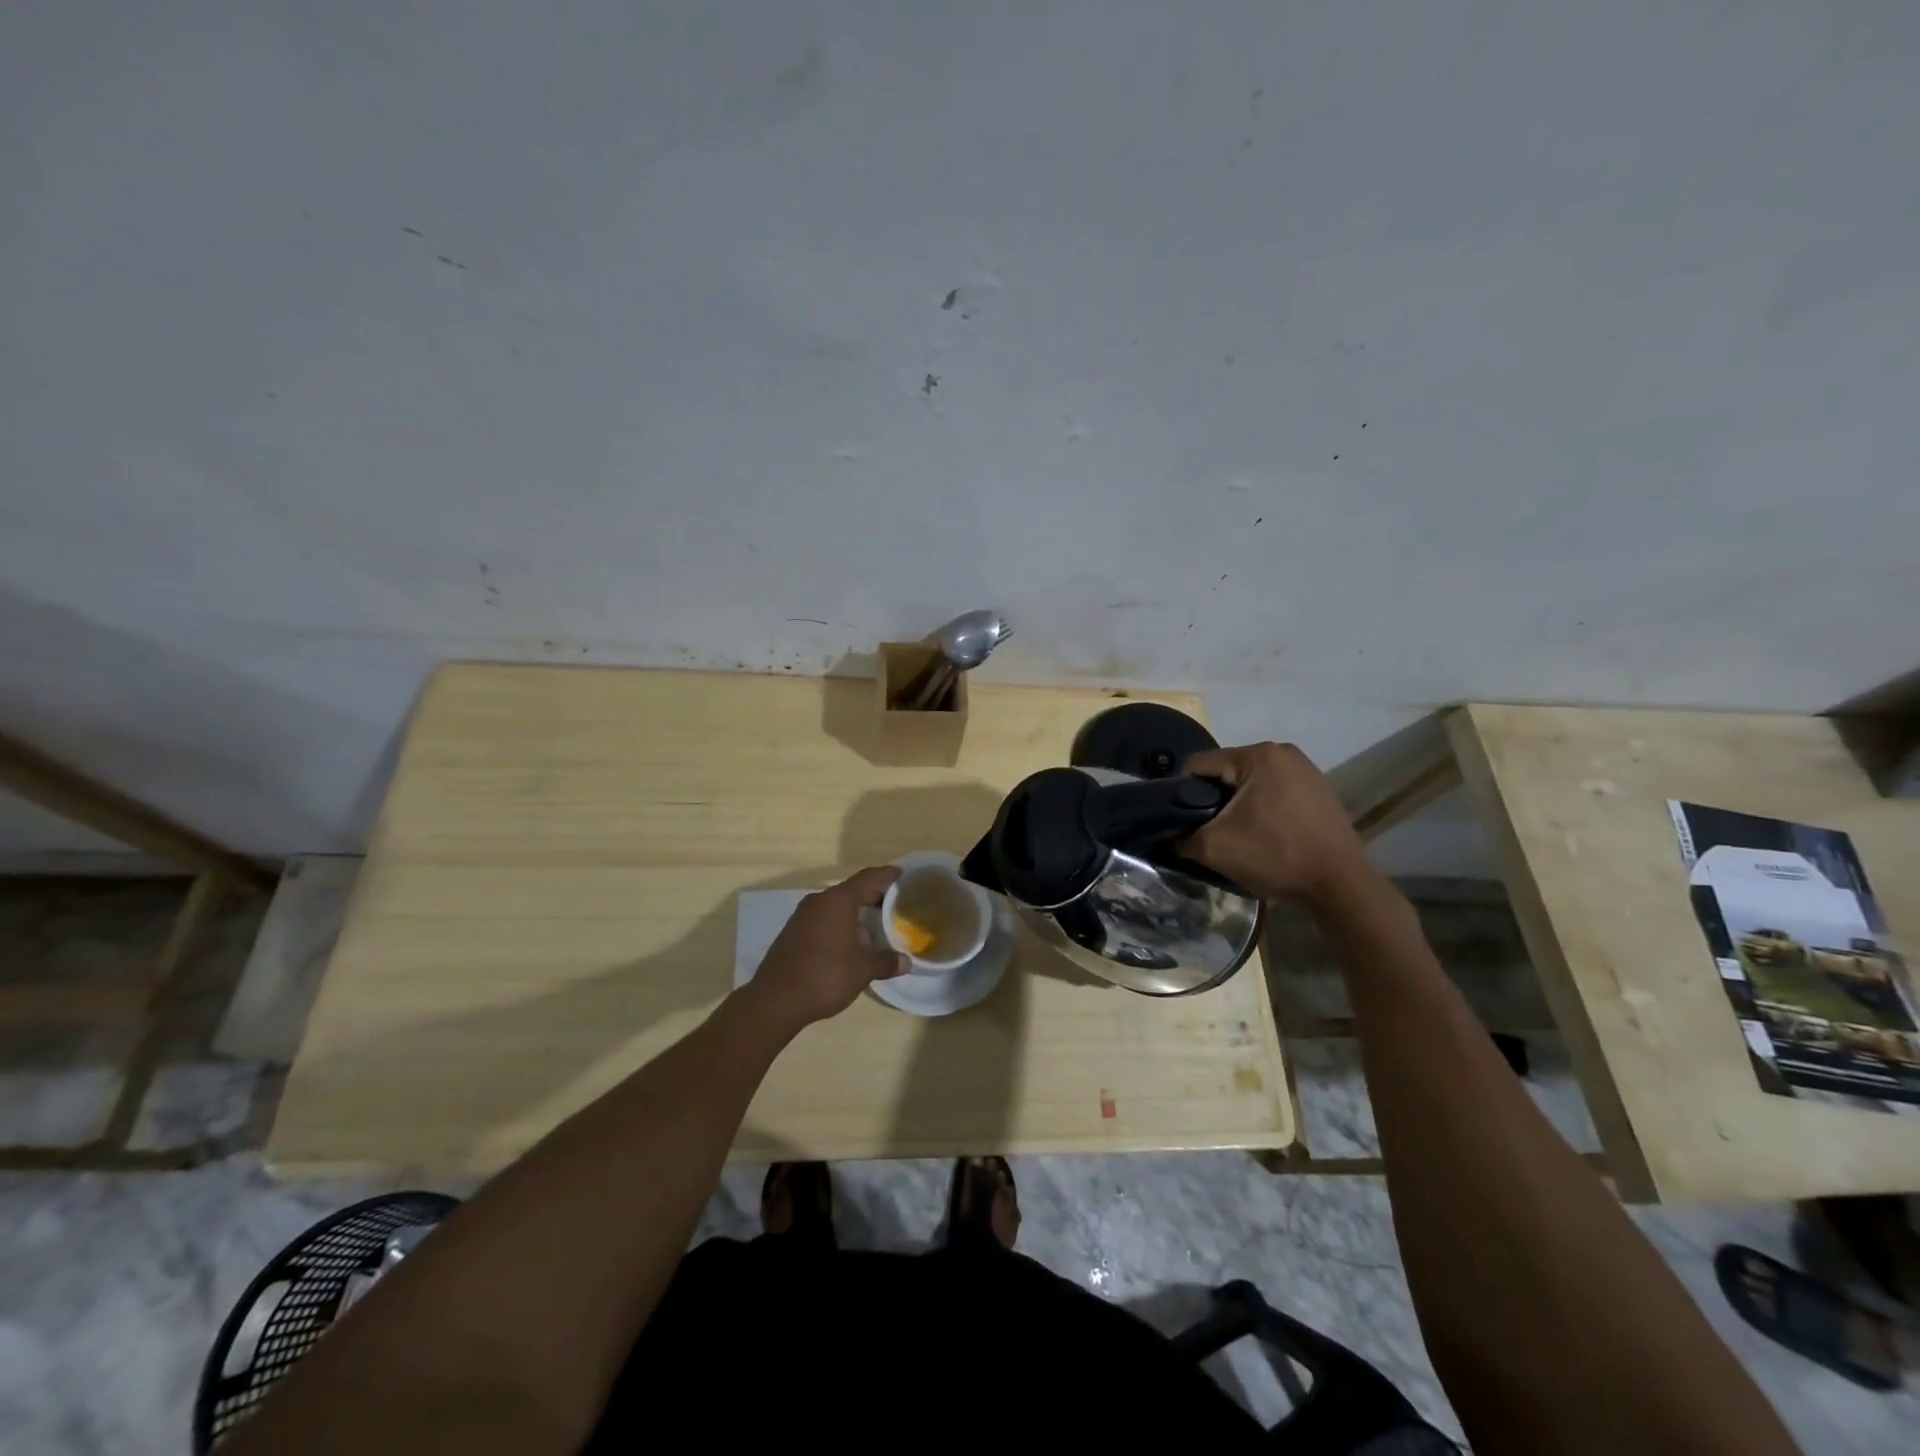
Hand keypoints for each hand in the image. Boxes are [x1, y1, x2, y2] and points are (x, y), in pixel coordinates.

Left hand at [743, 866, 908, 1030]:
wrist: (776, 1000)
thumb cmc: (826, 975)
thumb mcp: (863, 970)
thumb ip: (886, 962)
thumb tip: (906, 961)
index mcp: (839, 900)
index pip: (867, 878)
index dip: (885, 875)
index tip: (900, 872)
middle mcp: (819, 901)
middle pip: (850, 891)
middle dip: (871, 897)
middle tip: (892, 904)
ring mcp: (802, 917)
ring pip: (835, 908)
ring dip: (854, 915)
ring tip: (874, 930)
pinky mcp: (792, 933)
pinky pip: (822, 921)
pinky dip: (838, 926)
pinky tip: (848, 946)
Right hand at [1180, 742, 1375, 909]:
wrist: (1340, 886)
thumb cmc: (1276, 856)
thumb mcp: (1214, 848)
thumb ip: (1182, 836)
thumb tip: (1171, 835)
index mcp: (1257, 754)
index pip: (1198, 765)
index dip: (1181, 793)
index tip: (1182, 822)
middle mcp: (1282, 752)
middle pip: (1225, 772)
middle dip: (1212, 800)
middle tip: (1210, 832)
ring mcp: (1305, 769)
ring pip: (1249, 783)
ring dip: (1237, 806)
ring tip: (1238, 836)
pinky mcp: (1318, 789)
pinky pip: (1274, 792)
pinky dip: (1262, 810)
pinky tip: (1265, 835)